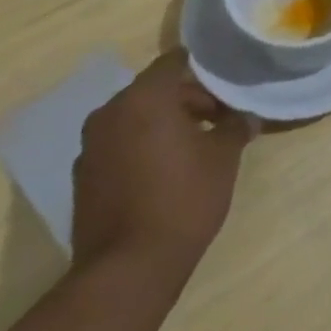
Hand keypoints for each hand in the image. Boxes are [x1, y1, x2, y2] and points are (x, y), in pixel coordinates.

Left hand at [71, 49, 256, 283]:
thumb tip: (246, 116)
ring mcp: (91, 146)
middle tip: (220, 119)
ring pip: (135, 118)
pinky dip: (142, 147)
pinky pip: (120, 145)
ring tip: (196, 146)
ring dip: (164, 124)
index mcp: (144, 99)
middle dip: (188, 99)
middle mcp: (111, 113)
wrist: (128, 269)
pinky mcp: (84, 176)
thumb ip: (235, 126)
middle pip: (154, 90)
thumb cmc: (183, 199)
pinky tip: (167, 172)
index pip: (174, 62)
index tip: (227, 78)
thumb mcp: (223, 157)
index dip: (203, 66)